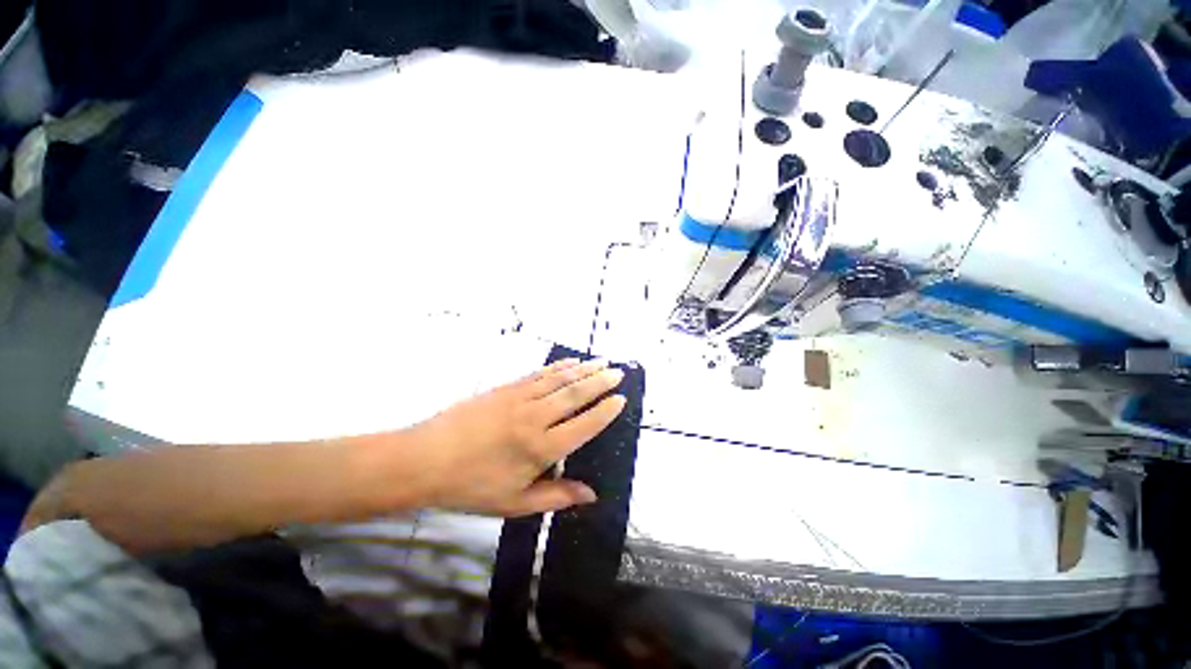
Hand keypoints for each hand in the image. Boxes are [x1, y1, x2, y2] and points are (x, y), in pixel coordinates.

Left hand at [406, 358, 626, 516]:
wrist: (425, 459)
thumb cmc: (471, 486)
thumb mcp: (514, 503)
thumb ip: (555, 497)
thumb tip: (591, 495)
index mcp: (540, 449)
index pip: (584, 425)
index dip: (605, 412)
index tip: (621, 399)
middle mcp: (535, 418)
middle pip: (575, 395)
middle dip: (600, 382)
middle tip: (619, 372)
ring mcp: (520, 398)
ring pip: (560, 379)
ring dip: (584, 369)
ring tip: (602, 361)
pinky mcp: (506, 387)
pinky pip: (538, 373)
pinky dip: (558, 366)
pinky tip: (570, 362)